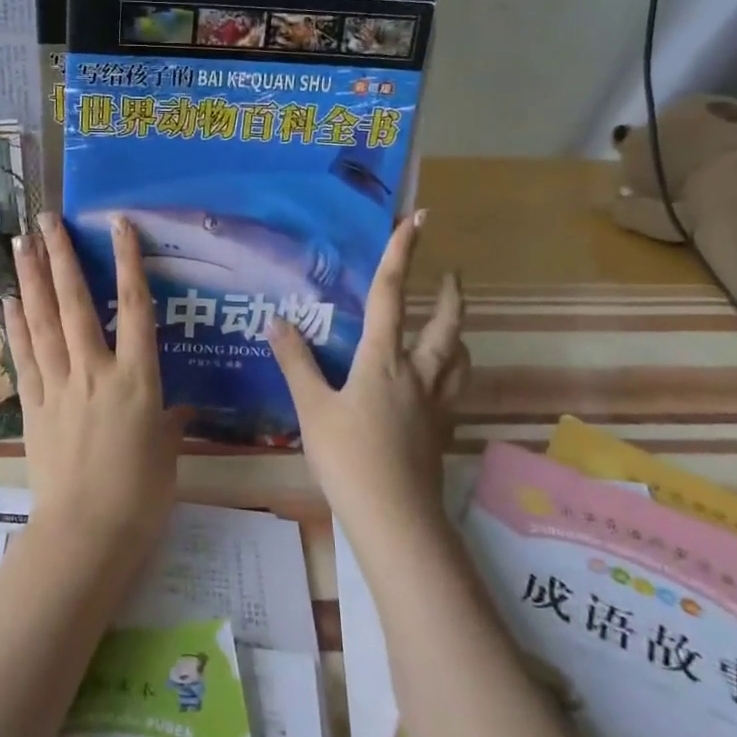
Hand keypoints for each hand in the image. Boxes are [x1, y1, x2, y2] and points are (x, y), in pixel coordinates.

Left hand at [4, 214, 186, 566]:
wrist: (86, 535)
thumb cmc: (140, 497)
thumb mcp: (167, 454)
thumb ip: (169, 423)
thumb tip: (179, 410)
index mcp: (138, 379)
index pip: (135, 307)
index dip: (128, 261)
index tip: (118, 224)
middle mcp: (96, 371)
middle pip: (76, 303)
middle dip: (61, 257)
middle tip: (45, 219)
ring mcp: (60, 387)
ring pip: (43, 322)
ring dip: (32, 279)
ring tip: (21, 243)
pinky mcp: (34, 407)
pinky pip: (24, 358)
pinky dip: (16, 327)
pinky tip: (9, 300)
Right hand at [268, 211, 467, 536]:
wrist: (394, 516)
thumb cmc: (348, 458)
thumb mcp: (312, 408)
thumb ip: (296, 362)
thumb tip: (276, 320)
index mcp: (384, 361)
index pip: (392, 296)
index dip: (403, 254)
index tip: (418, 219)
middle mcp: (418, 373)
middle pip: (446, 324)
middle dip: (450, 295)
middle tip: (452, 274)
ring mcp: (436, 403)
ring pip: (460, 356)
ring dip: (459, 332)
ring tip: (451, 323)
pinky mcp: (442, 429)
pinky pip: (457, 387)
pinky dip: (455, 369)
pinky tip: (441, 379)